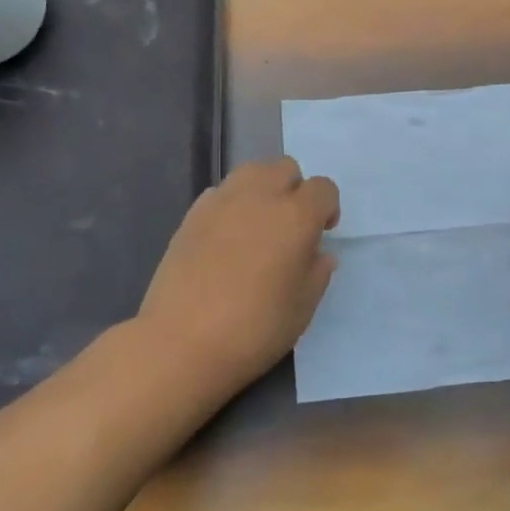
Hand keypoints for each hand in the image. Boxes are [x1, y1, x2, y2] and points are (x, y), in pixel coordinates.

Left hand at [136, 158, 339, 391]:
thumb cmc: (254, 329)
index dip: (328, 208)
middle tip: (290, 227)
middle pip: (285, 168)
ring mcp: (221, 201)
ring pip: (251, 171)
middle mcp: (260, 197)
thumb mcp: (303, 308)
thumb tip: (319, 253)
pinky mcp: (192, 214)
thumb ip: (317, 272)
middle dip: (295, 190)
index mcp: (295, 216)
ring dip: (263, 189)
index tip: (322, 234)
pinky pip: (221, 192)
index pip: (323, 188)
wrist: (181, 343)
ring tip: (259, 226)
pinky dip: (232, 204)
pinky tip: (227, 238)